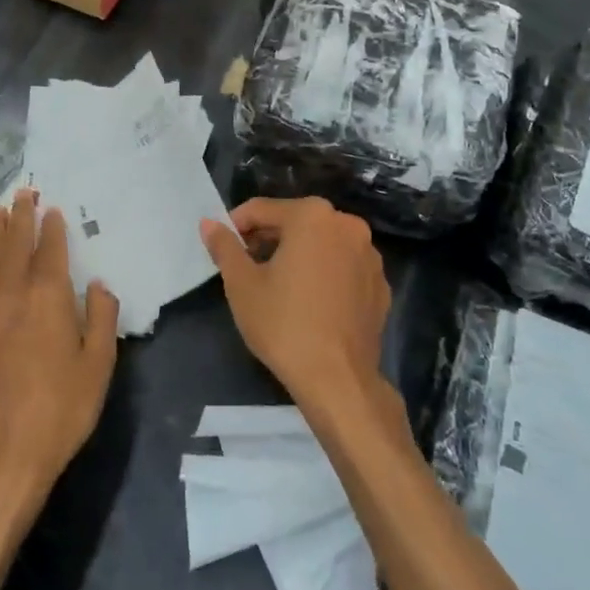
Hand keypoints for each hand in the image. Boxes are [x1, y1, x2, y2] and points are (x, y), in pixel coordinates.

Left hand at [0, 188, 119, 513]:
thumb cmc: (59, 410)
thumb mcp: (98, 366)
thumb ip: (101, 317)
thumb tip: (97, 285)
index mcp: (47, 296)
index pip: (49, 249)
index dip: (51, 226)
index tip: (51, 207)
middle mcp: (10, 293)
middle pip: (13, 244)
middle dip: (19, 216)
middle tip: (21, 192)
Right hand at [200, 197, 391, 411]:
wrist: (338, 379)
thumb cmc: (283, 324)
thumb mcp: (242, 284)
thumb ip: (224, 246)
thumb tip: (208, 223)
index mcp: (312, 216)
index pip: (262, 209)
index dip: (236, 226)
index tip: (223, 248)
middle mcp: (347, 225)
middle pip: (295, 222)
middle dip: (268, 239)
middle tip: (246, 267)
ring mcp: (369, 255)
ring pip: (322, 244)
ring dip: (297, 255)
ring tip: (277, 285)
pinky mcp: (380, 284)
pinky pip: (343, 267)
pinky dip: (324, 274)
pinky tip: (309, 302)